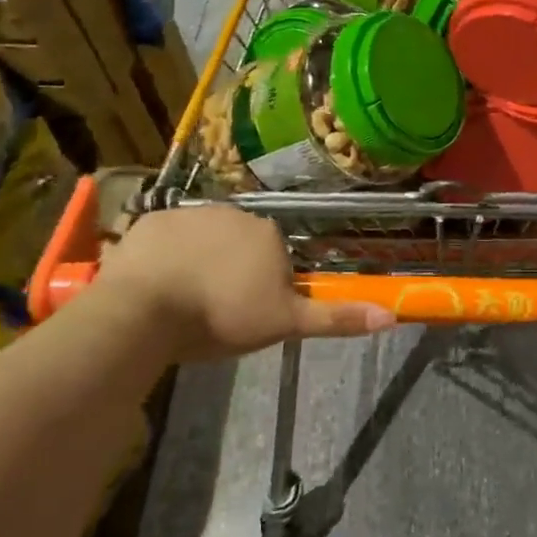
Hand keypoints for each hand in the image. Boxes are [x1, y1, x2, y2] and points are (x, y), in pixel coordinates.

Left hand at [89, 205, 393, 361]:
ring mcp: (191, 213)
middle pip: (240, 245)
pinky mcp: (152, 221)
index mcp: (269, 234)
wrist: (145, 310)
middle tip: (214, 311)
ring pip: (203, 240)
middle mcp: (236, 213)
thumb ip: (335, 318)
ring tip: (182, 302)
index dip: (263, 288)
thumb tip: (391, 316)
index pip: (275, 258)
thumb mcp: (283, 323)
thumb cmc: (222, 316)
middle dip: (232, 271)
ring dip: (198, 262)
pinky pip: (166, 239)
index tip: (246, 315)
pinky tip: (155, 286)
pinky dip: (164, 257)